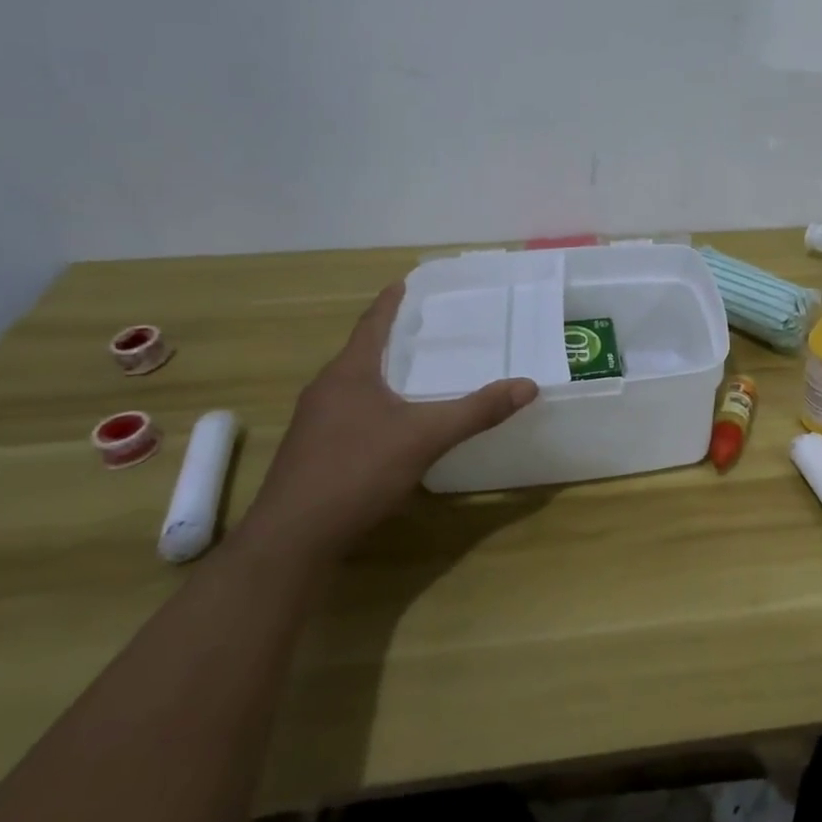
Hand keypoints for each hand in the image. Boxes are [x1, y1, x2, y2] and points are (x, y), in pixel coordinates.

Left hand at [238, 283, 538, 563]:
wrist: (292, 540)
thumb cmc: (357, 471)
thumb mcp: (426, 437)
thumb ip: (477, 411)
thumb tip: (528, 385)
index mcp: (349, 373)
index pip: (371, 324)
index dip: (389, 302)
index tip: (402, 282)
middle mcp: (326, 390)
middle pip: (360, 352)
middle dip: (389, 338)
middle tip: (422, 327)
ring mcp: (313, 423)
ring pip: (352, 385)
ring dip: (379, 373)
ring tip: (411, 372)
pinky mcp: (311, 453)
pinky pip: (347, 413)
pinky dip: (372, 405)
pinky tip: (391, 424)